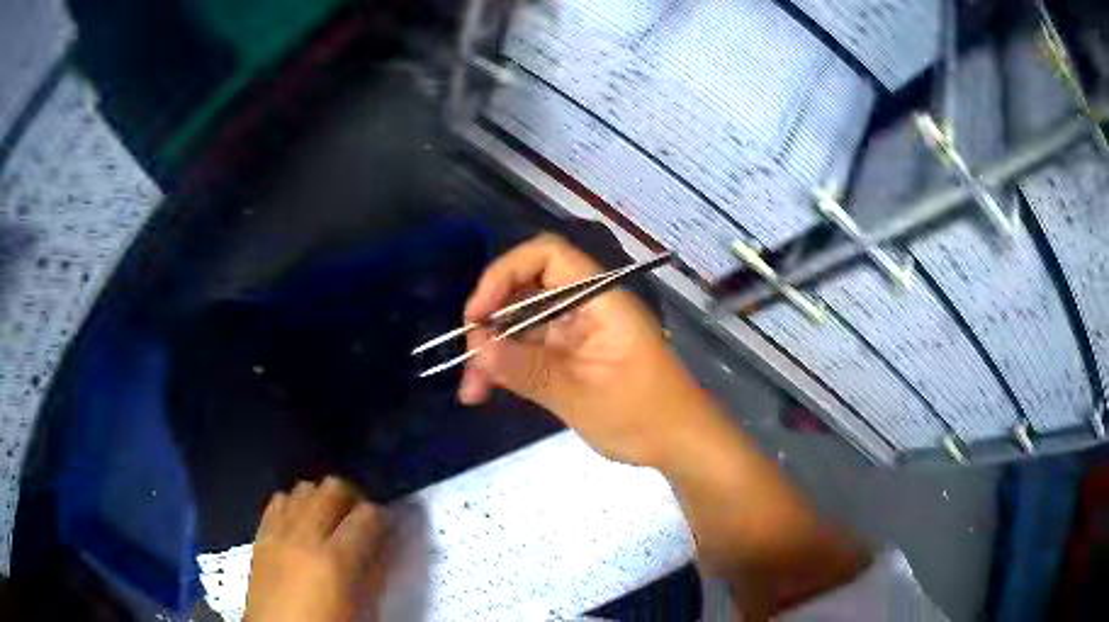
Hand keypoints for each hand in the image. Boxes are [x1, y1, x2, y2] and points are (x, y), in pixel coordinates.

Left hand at [246, 477, 390, 621]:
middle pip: (333, 488)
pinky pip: (278, 500)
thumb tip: (385, 543)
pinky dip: (294, 505)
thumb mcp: (363, 607)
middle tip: (359, 520)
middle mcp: (305, 536)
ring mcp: (279, 532)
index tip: (387, 527)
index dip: (383, 517)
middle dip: (352, 498)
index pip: (368, 515)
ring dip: (322, 499)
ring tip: (329, 521)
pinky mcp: (261, 535)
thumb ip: (375, 572)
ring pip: (304, 488)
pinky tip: (301, 524)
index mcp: (335, 559)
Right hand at [458, 233, 701, 465]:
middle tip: (469, 359)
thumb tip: (477, 347)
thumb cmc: (642, 416)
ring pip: (523, 324)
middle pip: (526, 290)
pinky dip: (508, 366)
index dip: (505, 273)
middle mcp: (585, 306)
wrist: (680, 443)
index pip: (547, 255)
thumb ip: (527, 369)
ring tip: (472, 389)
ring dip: (493, 351)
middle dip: (491, 320)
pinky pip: (531, 349)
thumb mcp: (580, 395)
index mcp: (599, 299)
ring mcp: (578, 332)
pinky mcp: (573, 355)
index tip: (478, 314)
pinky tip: (486, 391)